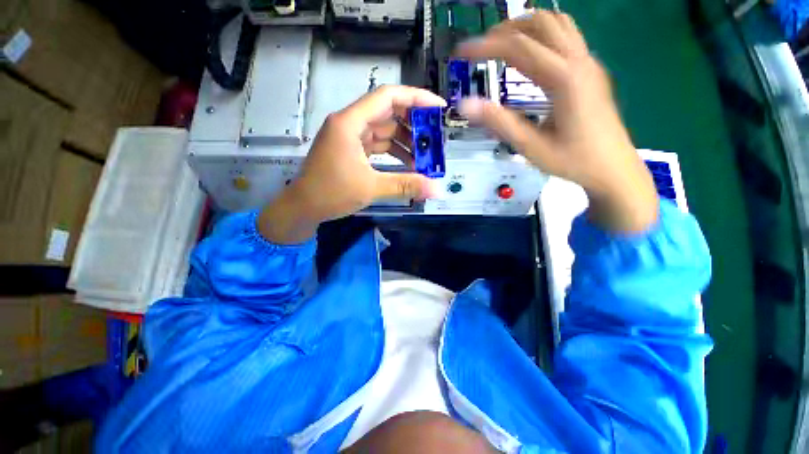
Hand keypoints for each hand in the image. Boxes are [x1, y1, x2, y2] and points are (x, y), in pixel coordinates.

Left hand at [259, 85, 445, 243]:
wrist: (302, 208)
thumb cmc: (331, 193)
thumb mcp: (371, 188)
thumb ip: (405, 185)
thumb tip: (436, 190)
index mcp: (350, 122)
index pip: (387, 97)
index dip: (416, 98)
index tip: (438, 108)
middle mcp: (350, 123)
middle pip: (388, 113)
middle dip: (414, 125)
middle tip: (435, 139)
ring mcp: (350, 137)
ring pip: (384, 131)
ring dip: (405, 142)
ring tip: (425, 157)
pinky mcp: (352, 150)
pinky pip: (378, 145)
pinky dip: (394, 152)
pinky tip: (409, 164)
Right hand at [456, 10, 658, 232]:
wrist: (613, 168)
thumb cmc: (573, 161)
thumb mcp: (531, 146)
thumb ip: (499, 123)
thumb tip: (466, 105)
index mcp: (564, 79)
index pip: (519, 47)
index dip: (486, 46)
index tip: (462, 52)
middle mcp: (579, 62)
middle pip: (541, 23)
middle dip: (506, 29)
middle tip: (482, 49)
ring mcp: (588, 63)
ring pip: (557, 24)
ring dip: (526, 27)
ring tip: (501, 47)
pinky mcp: (590, 71)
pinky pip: (566, 37)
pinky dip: (542, 36)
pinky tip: (528, 57)